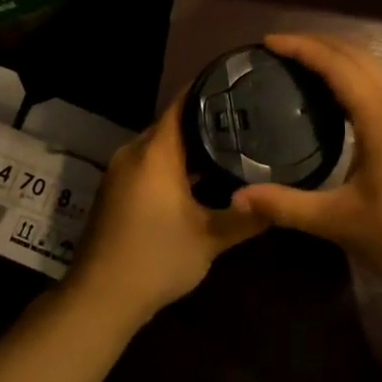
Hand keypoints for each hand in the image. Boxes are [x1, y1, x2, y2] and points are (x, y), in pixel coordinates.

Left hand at [64, 92, 264, 331]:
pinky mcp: (116, 191)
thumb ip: (246, 216)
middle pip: (173, 124)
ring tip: (232, 145)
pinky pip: (149, 164)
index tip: (239, 83)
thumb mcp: (210, 239)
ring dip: (191, 147)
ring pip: (161, 147)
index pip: (183, 103)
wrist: (100, 298)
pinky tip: (202, 178)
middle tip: (247, 118)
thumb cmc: (156, 259)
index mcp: (154, 153)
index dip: (209, 89)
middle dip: (207, 121)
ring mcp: (120, 172)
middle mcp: (134, 153)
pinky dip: (174, 165)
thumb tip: (281, 201)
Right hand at [231, 34, 381, 309]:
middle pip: (357, 56)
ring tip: (303, 69)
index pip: (335, 63)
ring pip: (375, 71)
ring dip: (340, 61)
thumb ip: (287, 205)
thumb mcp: (341, 222)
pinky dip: (356, 81)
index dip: (300, 47)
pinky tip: (339, 103)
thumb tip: (236, 198)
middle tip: (279, 50)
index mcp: (380, 115)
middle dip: (318, 45)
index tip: (266, 42)